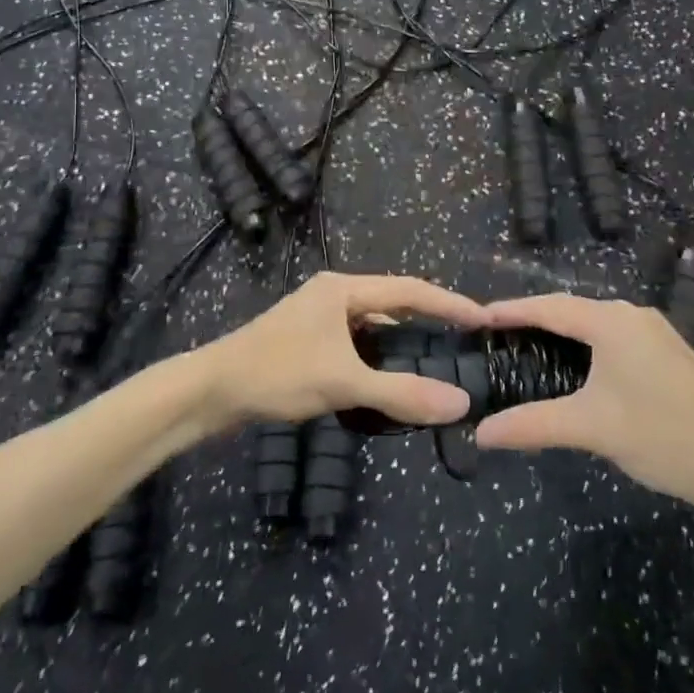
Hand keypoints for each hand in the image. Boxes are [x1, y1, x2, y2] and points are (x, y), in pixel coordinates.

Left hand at [197, 273, 484, 428]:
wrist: (211, 390)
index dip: (448, 303)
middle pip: (392, 301)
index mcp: (344, 289)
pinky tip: (387, 374)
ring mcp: (318, 315)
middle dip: (428, 317)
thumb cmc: (277, 373)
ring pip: (372, 323)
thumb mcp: (343, 382)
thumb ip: (401, 393)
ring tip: (434, 355)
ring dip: (401, 337)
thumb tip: (460, 403)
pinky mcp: (307, 339)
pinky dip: (377, 353)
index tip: (483, 317)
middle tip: (463, 338)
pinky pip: (356, 340)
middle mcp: (333, 294)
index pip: (409, 289)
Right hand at [474, 295, 693, 519]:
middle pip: (570, 310)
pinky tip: (573, 368)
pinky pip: (612, 338)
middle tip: (495, 337)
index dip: (511, 310)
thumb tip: (480, 433)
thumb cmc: (663, 435)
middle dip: (532, 320)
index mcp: (612, 321)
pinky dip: (584, 346)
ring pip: (593, 324)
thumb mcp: (591, 428)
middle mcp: (632, 315)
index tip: (477, 317)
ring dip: (560, 334)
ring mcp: (653, 332)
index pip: (549, 307)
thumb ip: (532, 424)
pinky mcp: (666, 352)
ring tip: (525, 349)